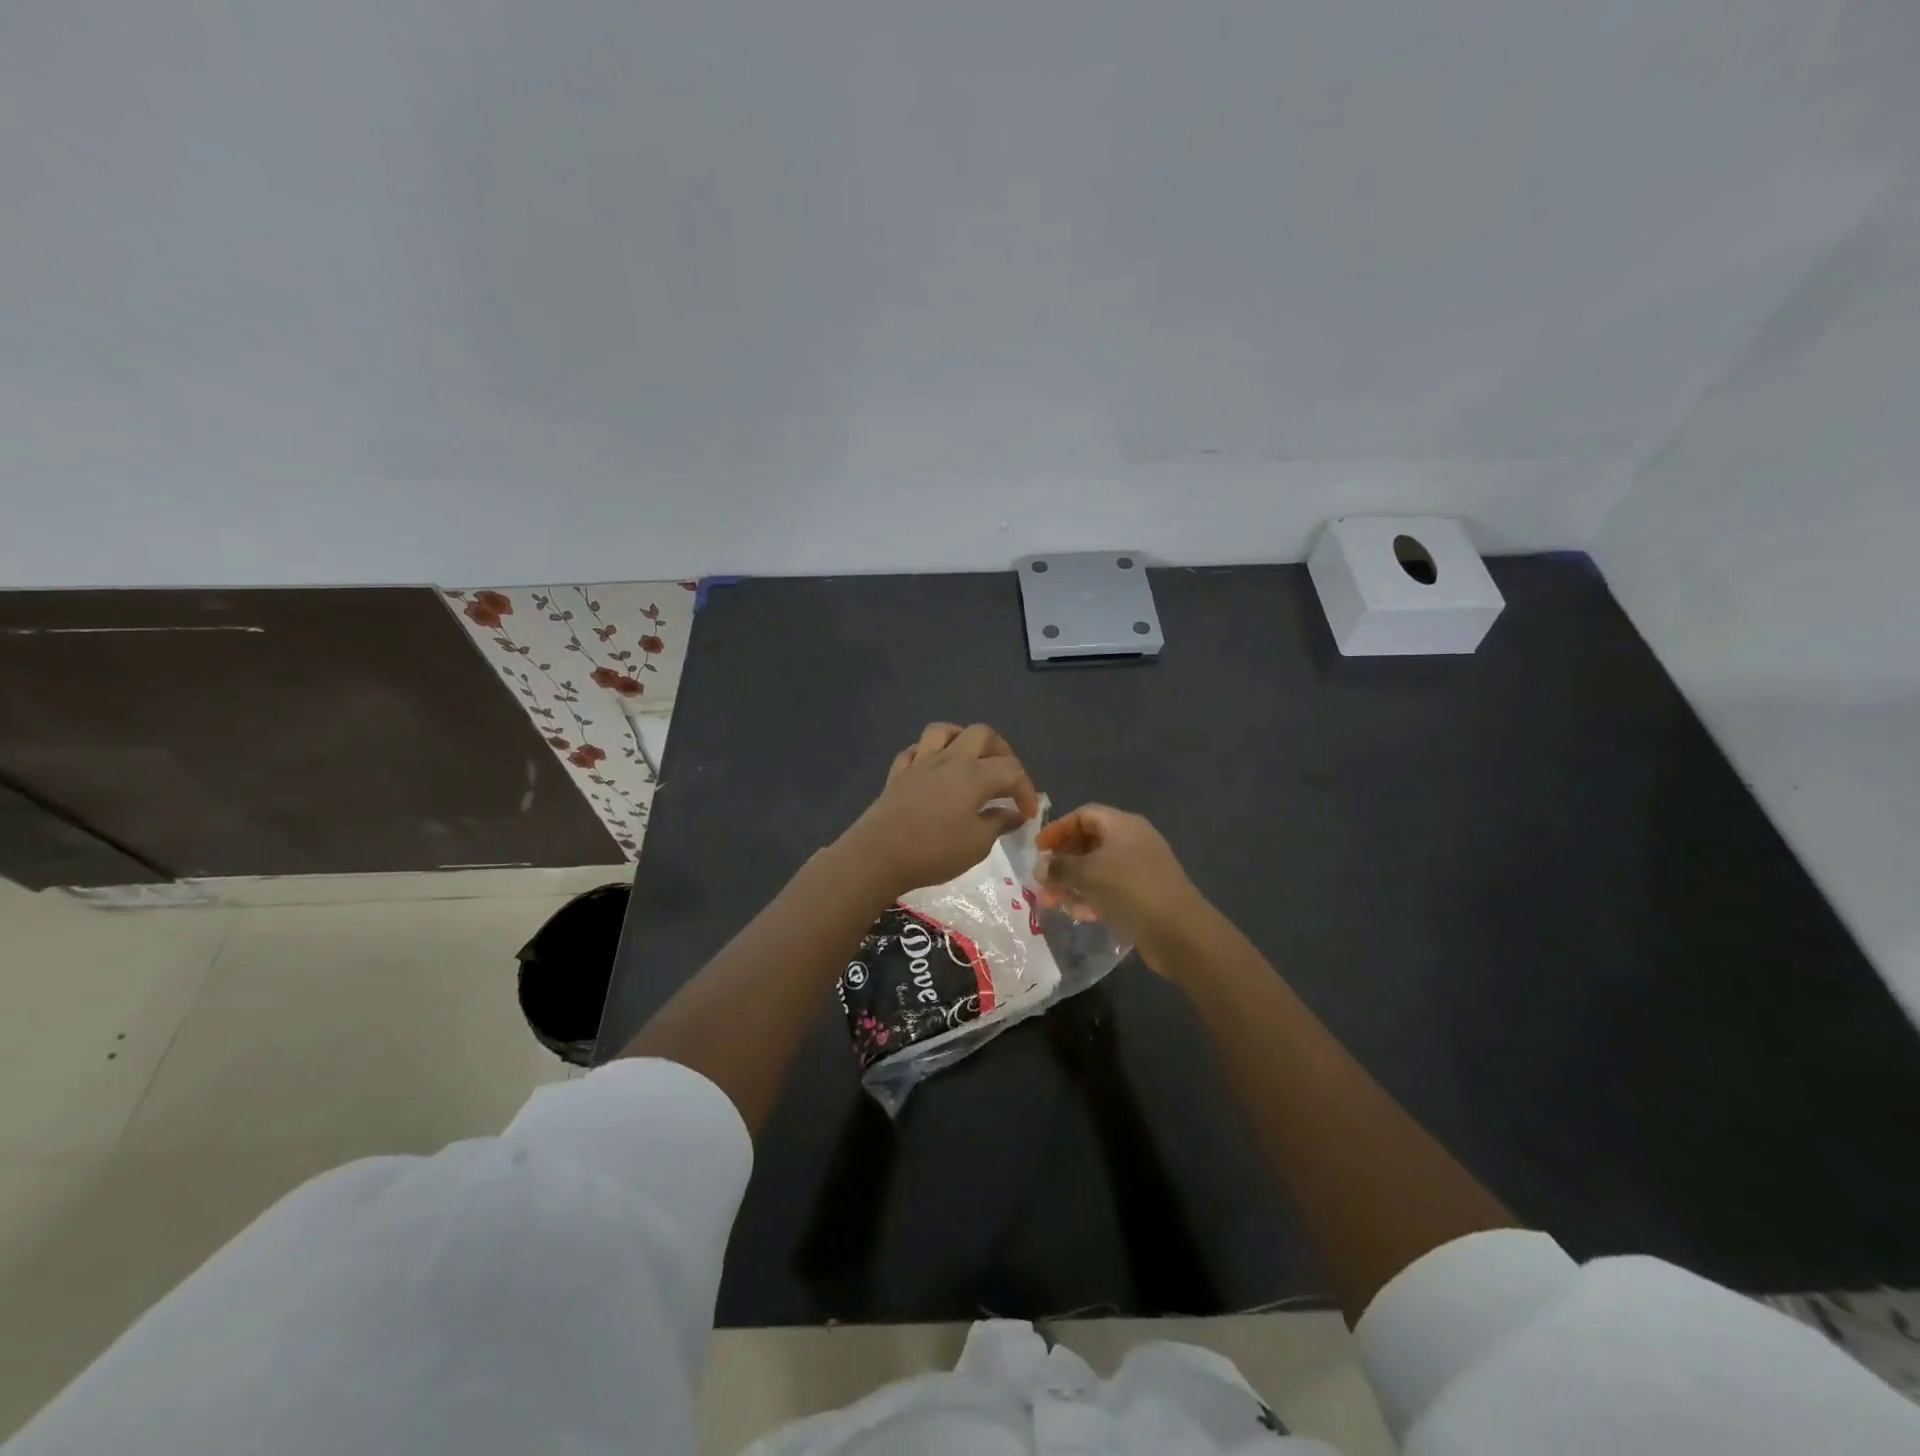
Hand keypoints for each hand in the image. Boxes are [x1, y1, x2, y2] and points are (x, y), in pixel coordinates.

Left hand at [838, 723, 1039, 898]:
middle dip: (1001, 751)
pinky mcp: (898, 773)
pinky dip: (928, 754)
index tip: (1027, 814)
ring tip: (970, 760)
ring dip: (962, 739)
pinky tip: (933, 770)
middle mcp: (950, 759)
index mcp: (975, 774)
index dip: (1025, 789)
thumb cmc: (934, 851)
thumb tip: (1014, 814)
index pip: (1011, 769)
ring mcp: (920, 762)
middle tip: (1006, 777)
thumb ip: (998, 823)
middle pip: (982, 734)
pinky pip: (915, 751)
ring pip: (944, 731)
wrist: (878, 855)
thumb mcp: (977, 844)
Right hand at [1035, 805, 1207, 974]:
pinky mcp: (1144, 894)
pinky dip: (1091, 896)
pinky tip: (1076, 914)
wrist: (1179, 932)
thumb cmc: (1130, 889)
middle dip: (1063, 861)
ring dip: (1073, 882)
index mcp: (1123, 825)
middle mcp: (1133, 841)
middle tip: (1042, 881)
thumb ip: (1060, 867)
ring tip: (1052, 902)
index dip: (1058, 829)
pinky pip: (1110, 888)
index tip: (1038, 849)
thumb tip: (1040, 867)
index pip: (1083, 815)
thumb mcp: (1088, 874)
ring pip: (1097, 868)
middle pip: (1089, 842)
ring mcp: (1140, 869)